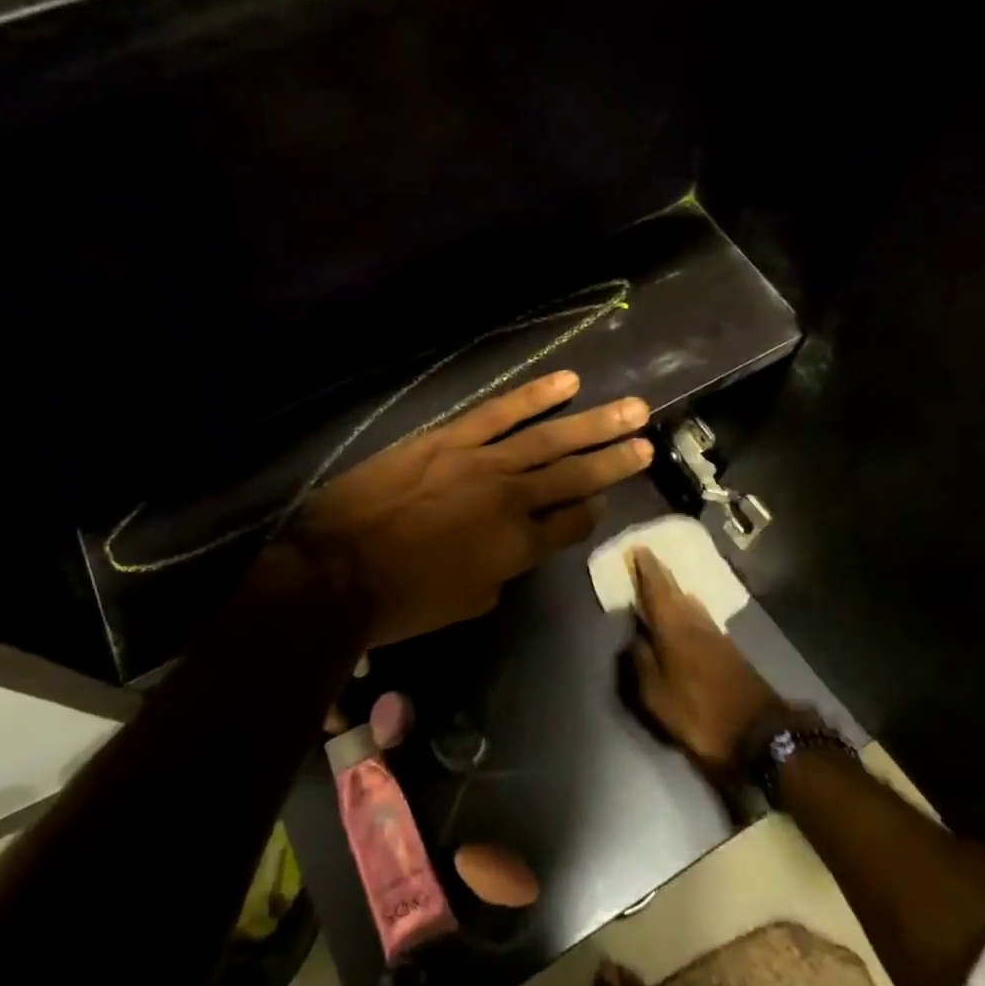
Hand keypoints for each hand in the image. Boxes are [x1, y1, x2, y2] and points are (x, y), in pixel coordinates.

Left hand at [290, 371, 653, 646]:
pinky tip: (568, 381)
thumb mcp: (463, 603)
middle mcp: (512, 500)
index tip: (601, 502)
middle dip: (614, 461)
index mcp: (516, 548)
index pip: (570, 525)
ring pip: (549, 439)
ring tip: (633, 409)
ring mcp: (482, 462)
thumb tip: (511, 553)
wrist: (337, 569)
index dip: (589, 513)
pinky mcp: (450, 438)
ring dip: (594, 424)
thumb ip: (499, 574)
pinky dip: (536, 395)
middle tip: (647, 443)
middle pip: (575, 477)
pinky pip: (501, 411)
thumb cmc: (400, 601)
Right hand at [627, 547, 789, 771]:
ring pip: (691, 603)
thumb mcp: (656, 696)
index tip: (638, 549)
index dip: (647, 570)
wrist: (758, 731)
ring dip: (676, 590)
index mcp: (673, 629)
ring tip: (665, 582)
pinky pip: (701, 616)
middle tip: (648, 558)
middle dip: (661, 575)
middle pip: (676, 592)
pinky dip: (689, 607)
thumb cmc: (699, 712)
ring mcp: (715, 635)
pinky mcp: (728, 649)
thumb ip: (640, 664)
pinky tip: (688, 612)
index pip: (657, 591)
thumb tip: (633, 638)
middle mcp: (695, 623)